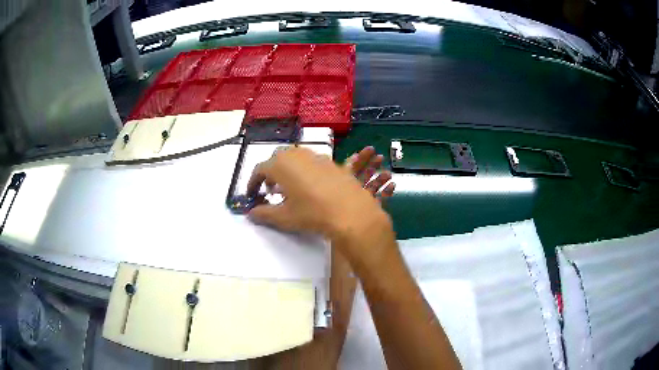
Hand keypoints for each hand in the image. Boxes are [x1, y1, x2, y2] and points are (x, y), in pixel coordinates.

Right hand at [246, 147, 392, 262]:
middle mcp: (297, 154)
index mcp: (281, 164)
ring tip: (289, 188)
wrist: (351, 212)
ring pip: (295, 158)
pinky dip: (304, 170)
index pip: (259, 169)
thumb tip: (250, 213)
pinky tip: (310, 186)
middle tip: (269, 190)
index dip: (253, 182)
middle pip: (277, 160)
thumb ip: (263, 213)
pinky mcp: (332, 162)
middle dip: (270, 174)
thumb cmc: (312, 213)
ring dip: (287, 170)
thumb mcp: (284, 217)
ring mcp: (316, 156)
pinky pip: (311, 162)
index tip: (252, 195)